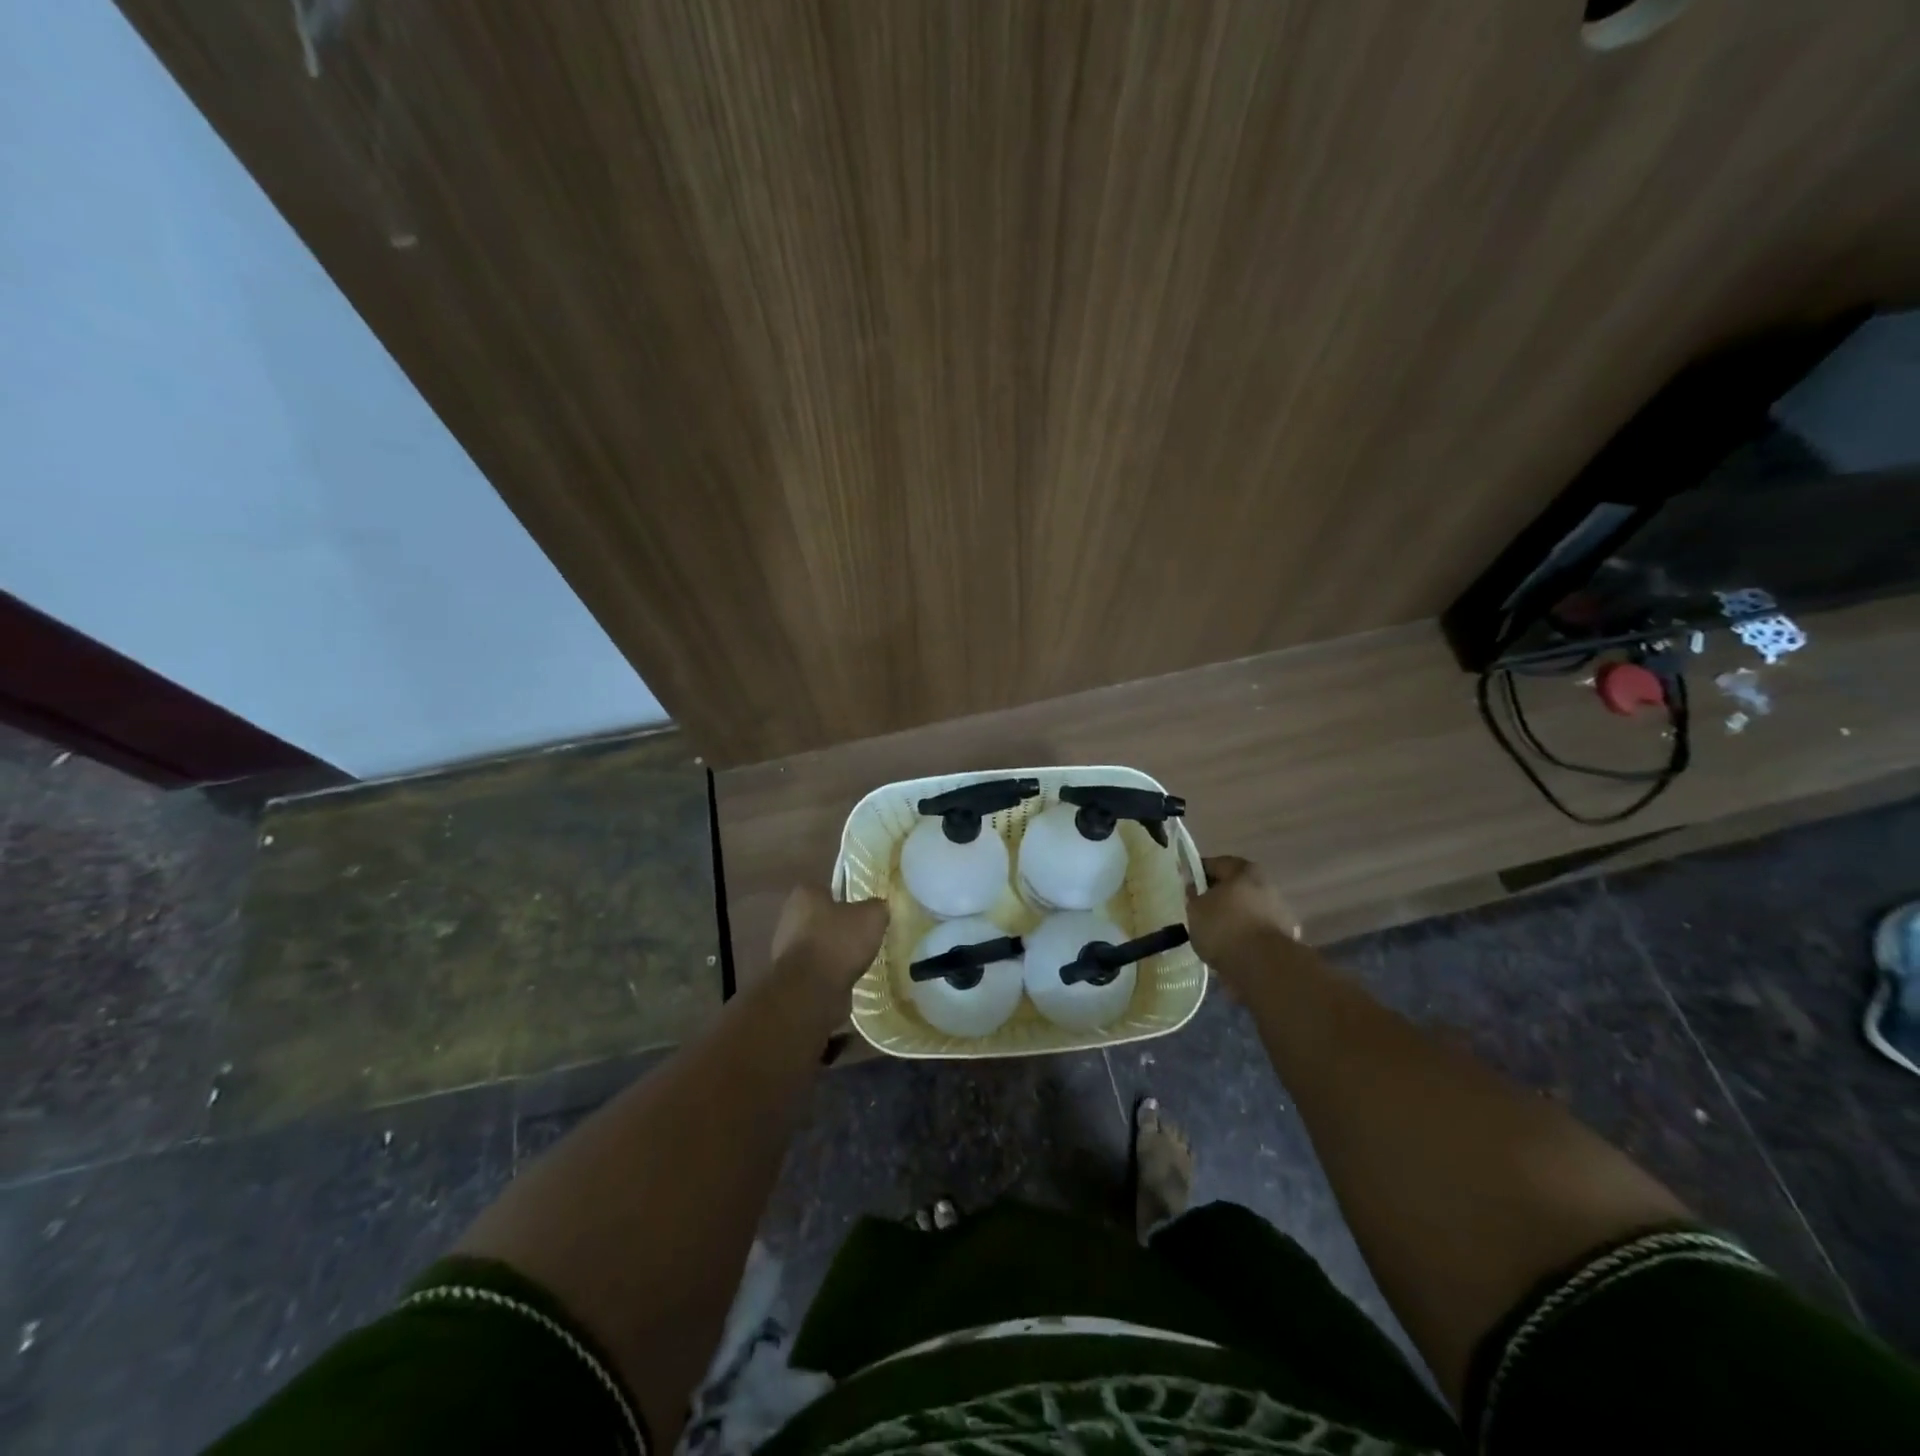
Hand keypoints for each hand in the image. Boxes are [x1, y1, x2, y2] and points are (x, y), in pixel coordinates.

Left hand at [770, 884, 889, 991]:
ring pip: (821, 945)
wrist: (811, 992)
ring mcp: (787, 949)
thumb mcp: (871, 917)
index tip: (865, 911)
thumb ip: (877, 907)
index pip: (829, 889)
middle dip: (842, 927)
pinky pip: (819, 969)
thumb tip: (879, 908)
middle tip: (867, 936)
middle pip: (824, 918)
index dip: (849, 898)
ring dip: (838, 953)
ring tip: (862, 960)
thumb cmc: (838, 943)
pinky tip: (850, 978)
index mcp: (805, 895)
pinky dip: (833, 973)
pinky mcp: (792, 976)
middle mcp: (790, 918)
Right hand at [1186, 856, 1303, 988]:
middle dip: (1218, 898)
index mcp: (1244, 870)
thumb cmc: (1224, 927)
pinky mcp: (1286, 938)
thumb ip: (1192, 895)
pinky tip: (1230, 950)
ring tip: (1213, 935)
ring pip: (1248, 911)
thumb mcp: (1195, 909)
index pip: (1216, 864)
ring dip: (1233, 919)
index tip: (1186, 888)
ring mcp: (1280, 912)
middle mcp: (1267, 885)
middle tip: (1199, 911)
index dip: (1198, 874)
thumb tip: (1194, 888)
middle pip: (1235, 887)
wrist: (1263, 966)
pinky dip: (1245, 938)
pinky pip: (1256, 932)